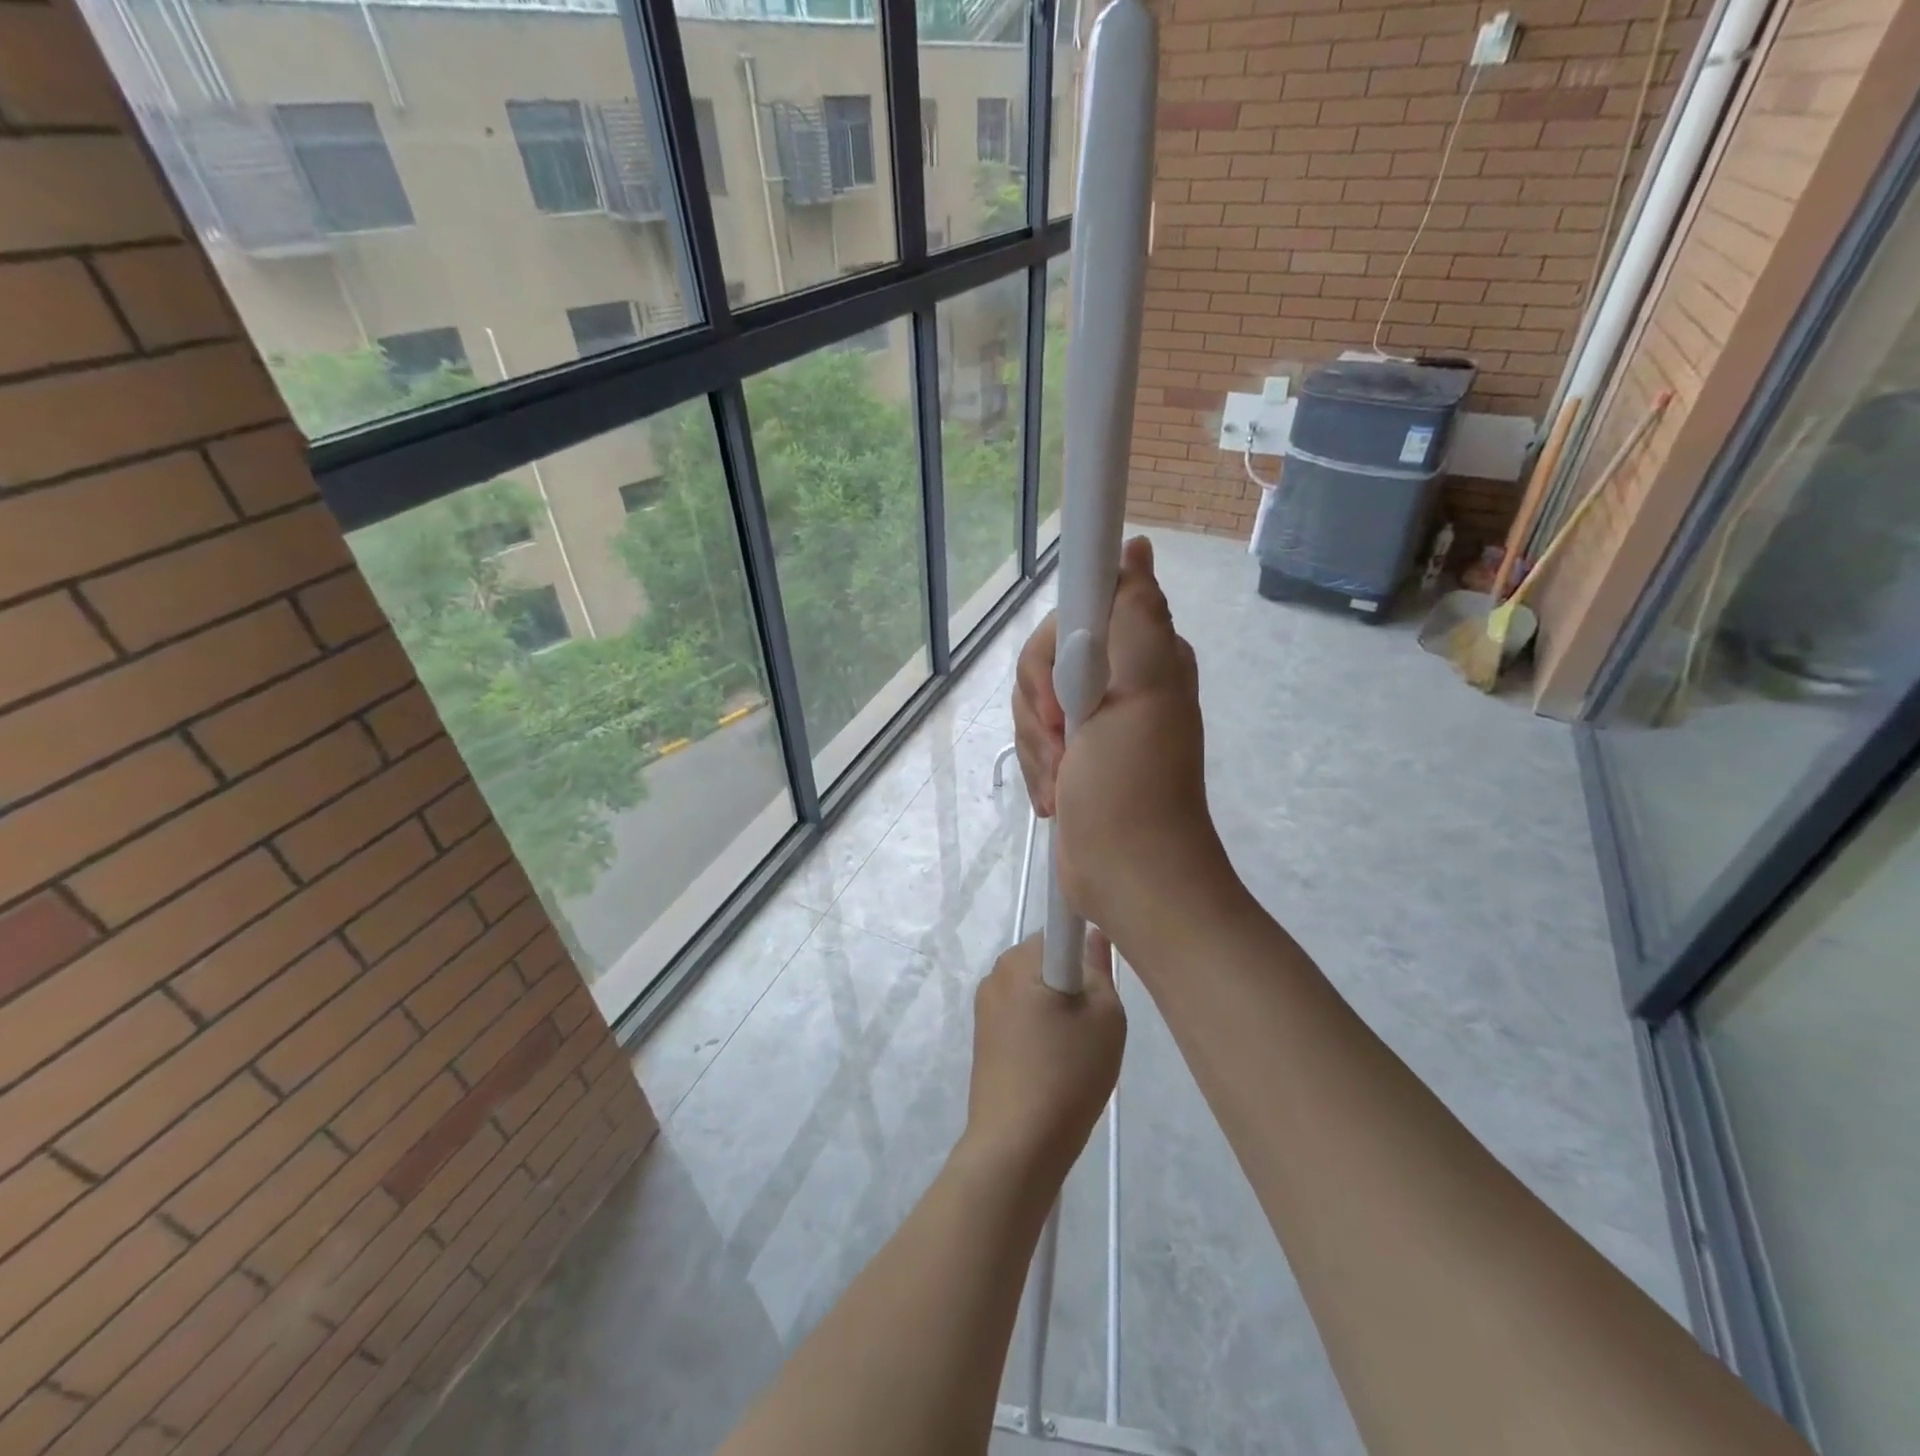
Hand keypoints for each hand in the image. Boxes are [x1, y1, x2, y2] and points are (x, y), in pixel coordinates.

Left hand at [964, 933, 1124, 1183]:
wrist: (1017, 1145)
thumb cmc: (1067, 1074)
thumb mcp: (1105, 1018)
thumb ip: (1099, 969)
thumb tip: (1092, 936)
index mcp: (1020, 960)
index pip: (1059, 930)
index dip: (1084, 948)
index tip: (1099, 981)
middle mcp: (996, 973)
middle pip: (1046, 960)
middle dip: (1072, 981)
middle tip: (1093, 1023)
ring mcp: (985, 1006)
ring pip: (1034, 989)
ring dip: (1057, 1008)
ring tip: (1075, 1051)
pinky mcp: (983, 1036)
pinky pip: (1021, 1015)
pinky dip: (1040, 1030)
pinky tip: (1053, 1065)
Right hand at [1013, 537, 1232, 949]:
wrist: (1127, 875)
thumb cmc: (1133, 786)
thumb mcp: (1141, 693)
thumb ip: (1135, 616)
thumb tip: (1137, 548)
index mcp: (1142, 654)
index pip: (1077, 611)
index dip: (1056, 647)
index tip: (1061, 693)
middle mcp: (1118, 678)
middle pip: (1044, 657)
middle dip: (1040, 706)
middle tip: (1064, 742)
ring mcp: (1092, 718)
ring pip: (1030, 700)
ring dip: (1037, 746)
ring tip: (1064, 780)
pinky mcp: (1071, 752)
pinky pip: (1031, 737)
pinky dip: (1036, 767)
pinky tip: (1057, 794)